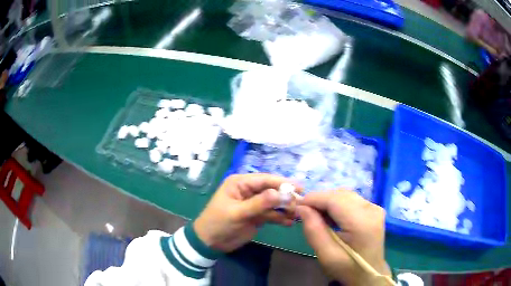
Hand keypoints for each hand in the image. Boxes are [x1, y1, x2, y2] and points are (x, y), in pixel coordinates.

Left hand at [194, 173, 298, 252]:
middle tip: (300, 204)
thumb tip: (281, 193)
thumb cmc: (219, 223)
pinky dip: (280, 218)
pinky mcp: (257, 216)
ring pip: (274, 203)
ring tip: (297, 215)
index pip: (265, 180)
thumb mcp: (237, 213)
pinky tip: (289, 223)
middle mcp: (248, 191)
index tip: (299, 188)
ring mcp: (254, 204)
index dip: (282, 183)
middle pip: (272, 190)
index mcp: (240, 183)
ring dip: (285, 208)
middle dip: (286, 197)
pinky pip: (271, 214)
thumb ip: (259, 203)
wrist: (210, 242)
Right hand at [297, 190, 390, 285]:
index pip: (334, 199)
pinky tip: (329, 216)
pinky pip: (351, 200)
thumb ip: (314, 230)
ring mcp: (374, 207)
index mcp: (362, 222)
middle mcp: (371, 209)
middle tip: (304, 212)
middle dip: (319, 200)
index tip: (296, 206)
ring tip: (315, 215)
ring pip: (345, 195)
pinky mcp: (373, 209)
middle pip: (340, 195)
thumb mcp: (326, 255)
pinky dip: (337, 204)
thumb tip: (301, 208)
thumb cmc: (348, 268)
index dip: (314, 199)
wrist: (369, 274)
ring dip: (328, 201)